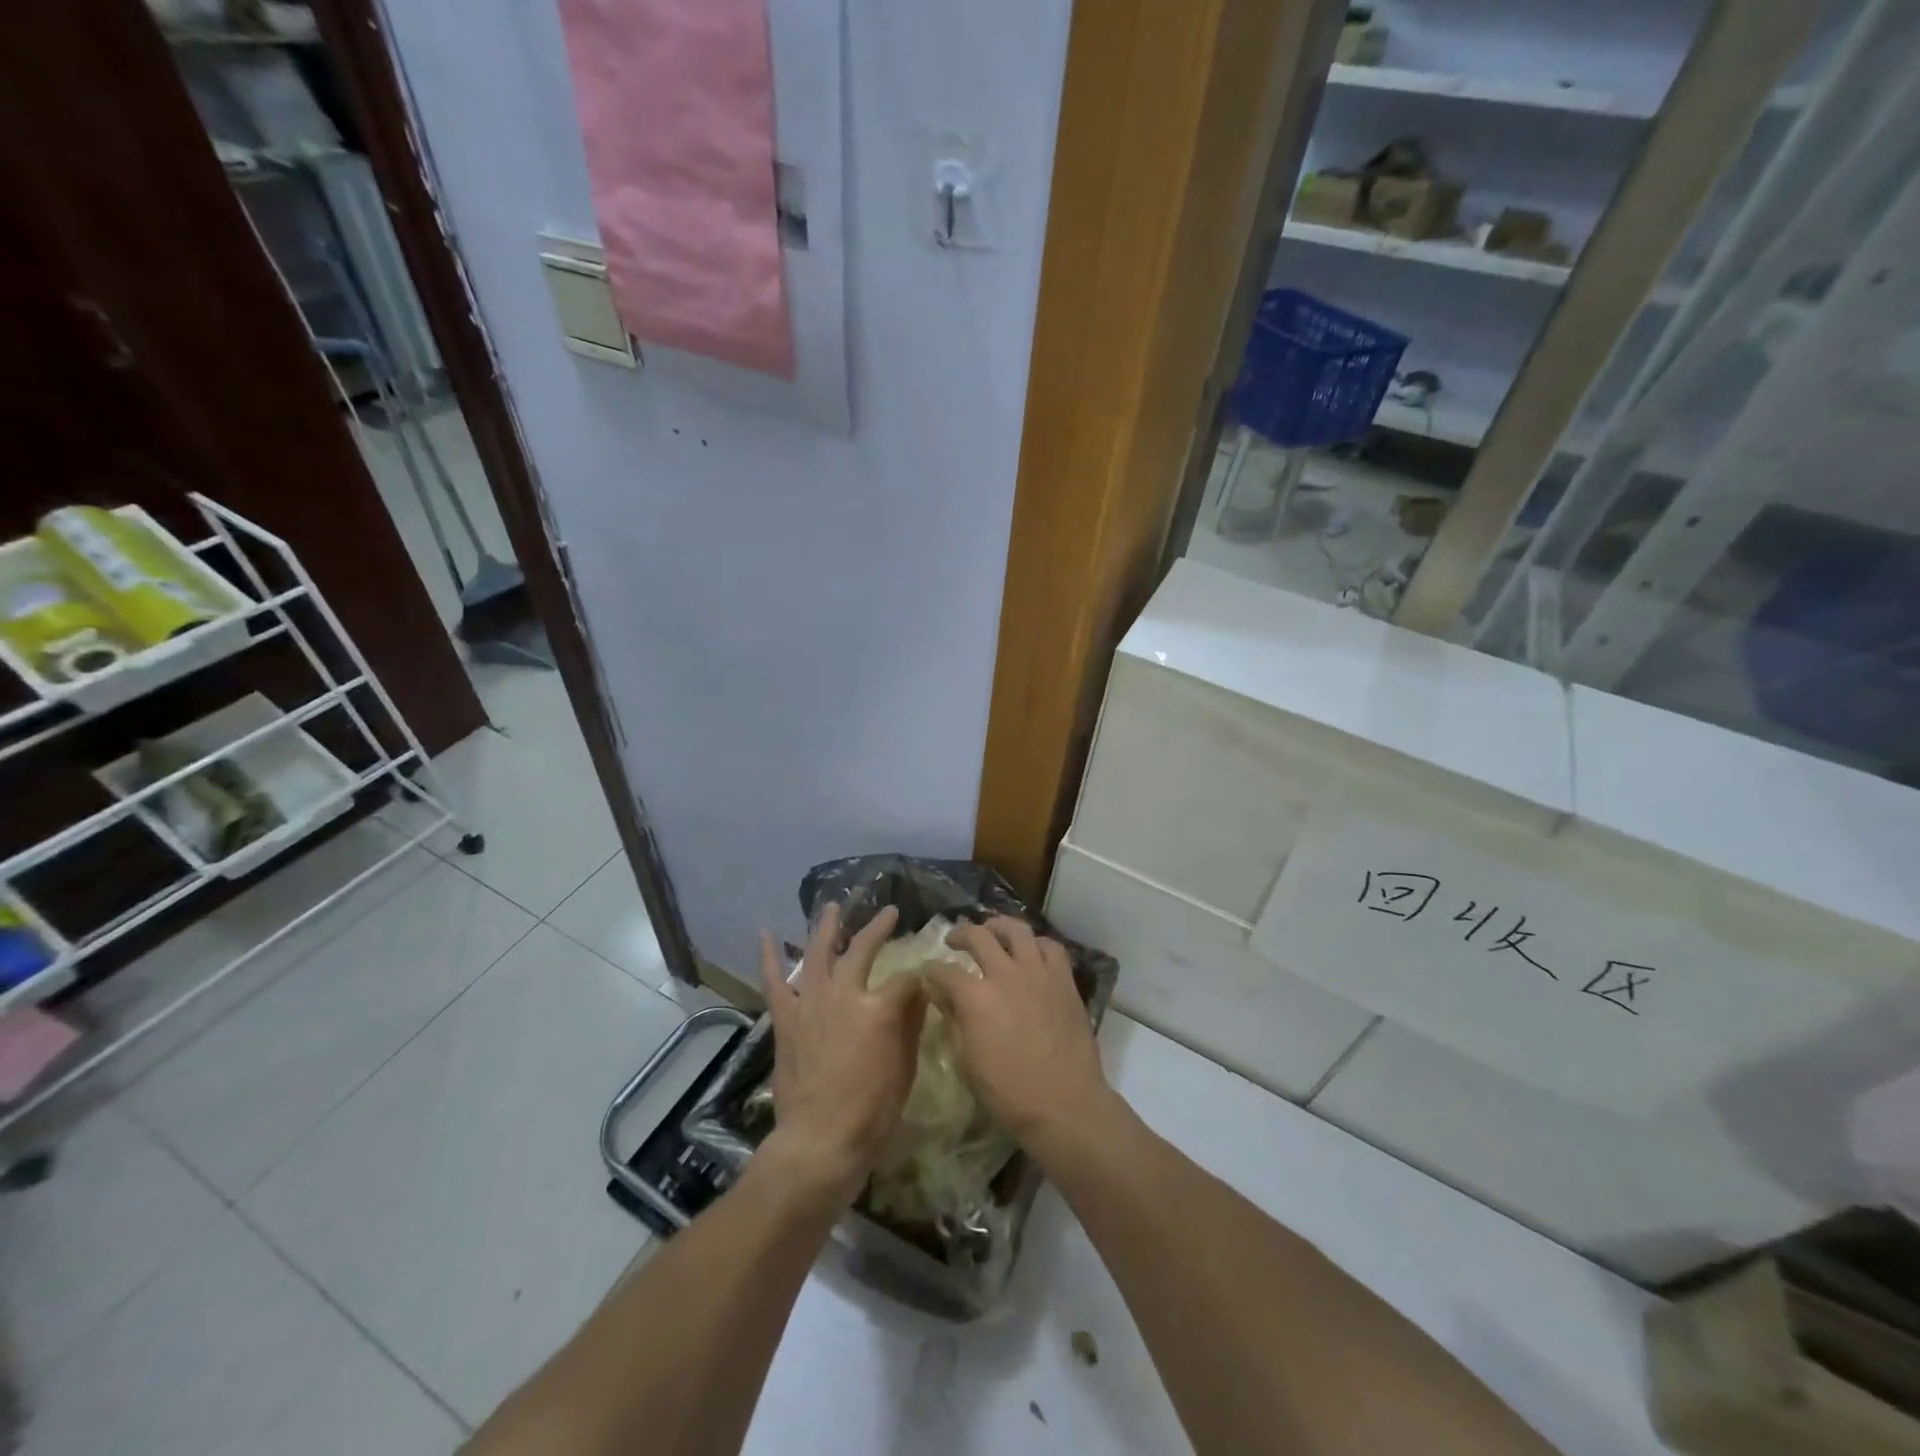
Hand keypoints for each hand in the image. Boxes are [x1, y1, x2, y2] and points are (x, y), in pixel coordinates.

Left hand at [758, 904, 925, 1207]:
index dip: (916, 981)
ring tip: (833, 906)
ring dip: (827, 927)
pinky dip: (770, 956)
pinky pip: (776, 981)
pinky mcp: (786, 1019)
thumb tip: (918, 991)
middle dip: (878, 928)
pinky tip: (767, 933)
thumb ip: (911, 1024)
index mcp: (879, 1008)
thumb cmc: (872, 1111)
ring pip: (818, 953)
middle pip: (862, 950)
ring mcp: (811, 1003)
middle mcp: (844, 994)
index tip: (922, 985)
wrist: (819, 1141)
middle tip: (889, 912)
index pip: (904, 980)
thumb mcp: (905, 1069)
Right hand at [925, 917, 1116, 1164]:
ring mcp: (1038, 973)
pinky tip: (1030, 951)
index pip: (943, 971)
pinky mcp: (1063, 980)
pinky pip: (1050, 947)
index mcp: (975, 997)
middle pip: (979, 936)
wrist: (1064, 1103)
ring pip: (1017, 929)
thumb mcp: (966, 1062)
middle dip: (960, 934)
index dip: (930, 970)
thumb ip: (953, 1021)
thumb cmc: (1008, 1092)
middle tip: (954, 940)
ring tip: (991, 930)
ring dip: (998, 925)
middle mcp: (1005, 974)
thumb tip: (941, 995)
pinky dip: (1036, 943)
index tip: (927, 973)